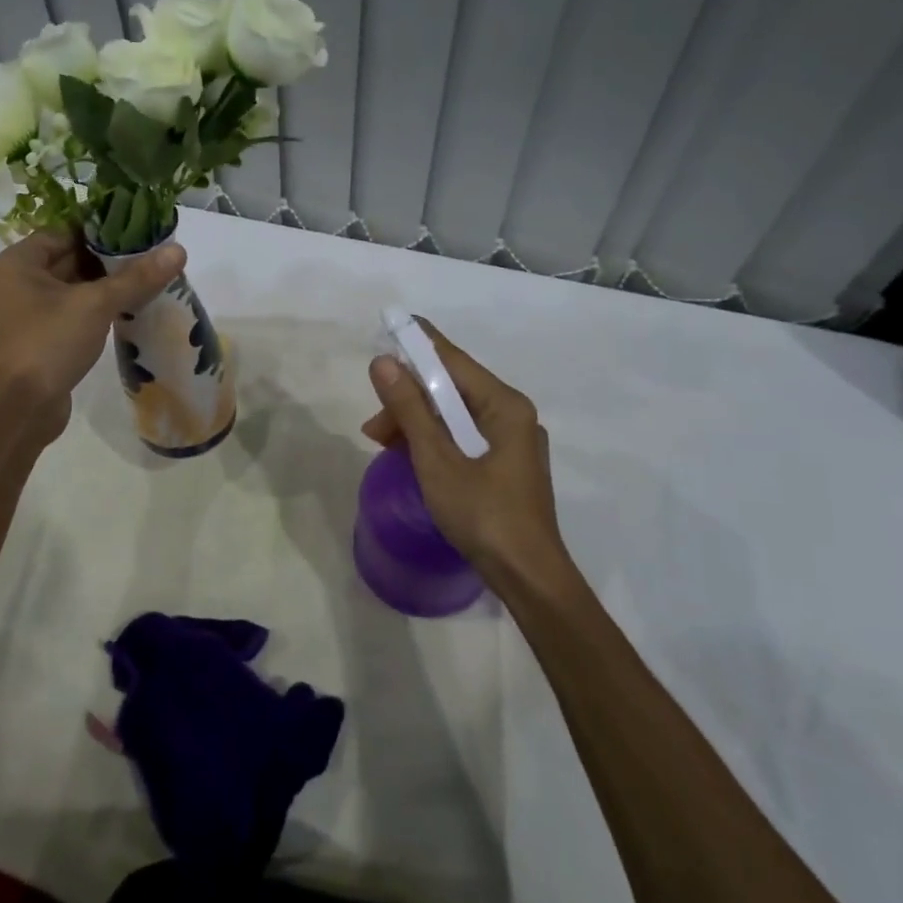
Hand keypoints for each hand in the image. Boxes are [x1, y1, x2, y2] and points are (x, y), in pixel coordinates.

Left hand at [0, 229, 184, 440]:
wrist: (20, 410)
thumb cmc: (48, 344)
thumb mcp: (95, 305)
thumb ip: (136, 277)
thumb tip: (178, 250)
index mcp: (19, 262)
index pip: (65, 230)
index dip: (102, 228)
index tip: (140, 228)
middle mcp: (19, 282)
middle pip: (71, 257)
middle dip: (111, 257)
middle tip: (154, 252)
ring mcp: (31, 312)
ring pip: (76, 286)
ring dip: (110, 284)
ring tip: (152, 276)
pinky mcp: (44, 338)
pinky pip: (76, 311)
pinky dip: (101, 307)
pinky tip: (134, 306)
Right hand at [361, 319, 574, 595]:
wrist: (529, 577)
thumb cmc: (483, 515)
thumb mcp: (437, 460)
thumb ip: (410, 410)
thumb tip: (383, 363)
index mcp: (504, 405)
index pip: (454, 360)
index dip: (419, 344)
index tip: (389, 326)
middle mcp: (511, 414)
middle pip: (452, 389)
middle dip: (410, 398)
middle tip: (373, 422)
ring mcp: (511, 441)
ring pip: (455, 416)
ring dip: (417, 423)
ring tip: (381, 443)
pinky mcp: (506, 464)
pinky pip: (463, 437)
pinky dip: (434, 441)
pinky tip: (409, 455)